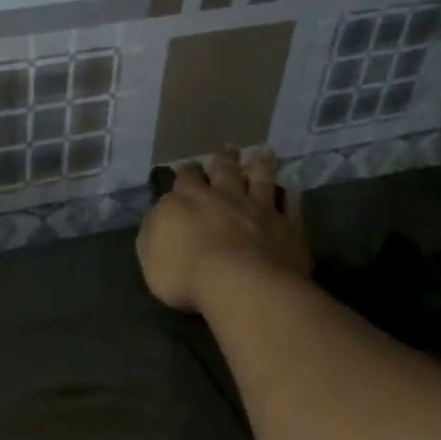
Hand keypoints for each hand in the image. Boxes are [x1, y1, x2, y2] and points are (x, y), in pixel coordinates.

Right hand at [138, 148, 310, 313]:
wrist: (242, 286)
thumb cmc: (186, 274)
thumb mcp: (150, 256)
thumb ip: (154, 230)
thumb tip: (159, 215)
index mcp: (187, 201)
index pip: (184, 177)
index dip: (186, 172)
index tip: (187, 171)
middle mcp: (224, 196)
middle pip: (224, 168)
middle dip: (223, 160)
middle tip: (226, 153)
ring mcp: (259, 208)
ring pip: (261, 176)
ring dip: (260, 164)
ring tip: (260, 155)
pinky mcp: (288, 225)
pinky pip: (291, 204)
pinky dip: (289, 196)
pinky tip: (290, 191)